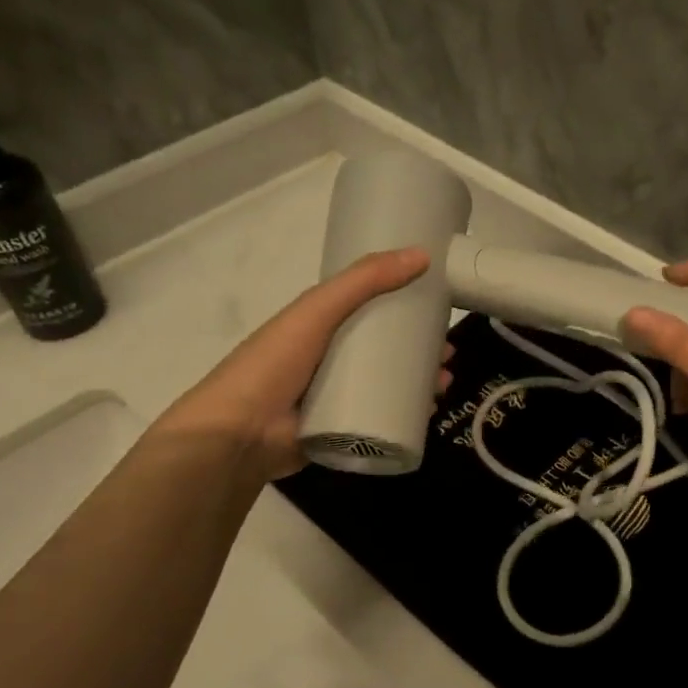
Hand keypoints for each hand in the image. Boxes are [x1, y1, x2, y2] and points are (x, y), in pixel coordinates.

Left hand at [155, 248, 451, 479]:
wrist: (239, 432)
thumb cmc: (275, 362)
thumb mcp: (318, 309)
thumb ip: (364, 281)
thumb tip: (422, 255)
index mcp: (317, 328)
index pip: (368, 312)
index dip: (403, 309)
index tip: (435, 312)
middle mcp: (326, 360)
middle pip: (382, 352)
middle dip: (418, 352)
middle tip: (448, 355)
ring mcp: (333, 399)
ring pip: (385, 387)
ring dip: (418, 385)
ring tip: (443, 386)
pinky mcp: (338, 432)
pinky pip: (378, 421)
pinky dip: (405, 417)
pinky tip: (427, 415)